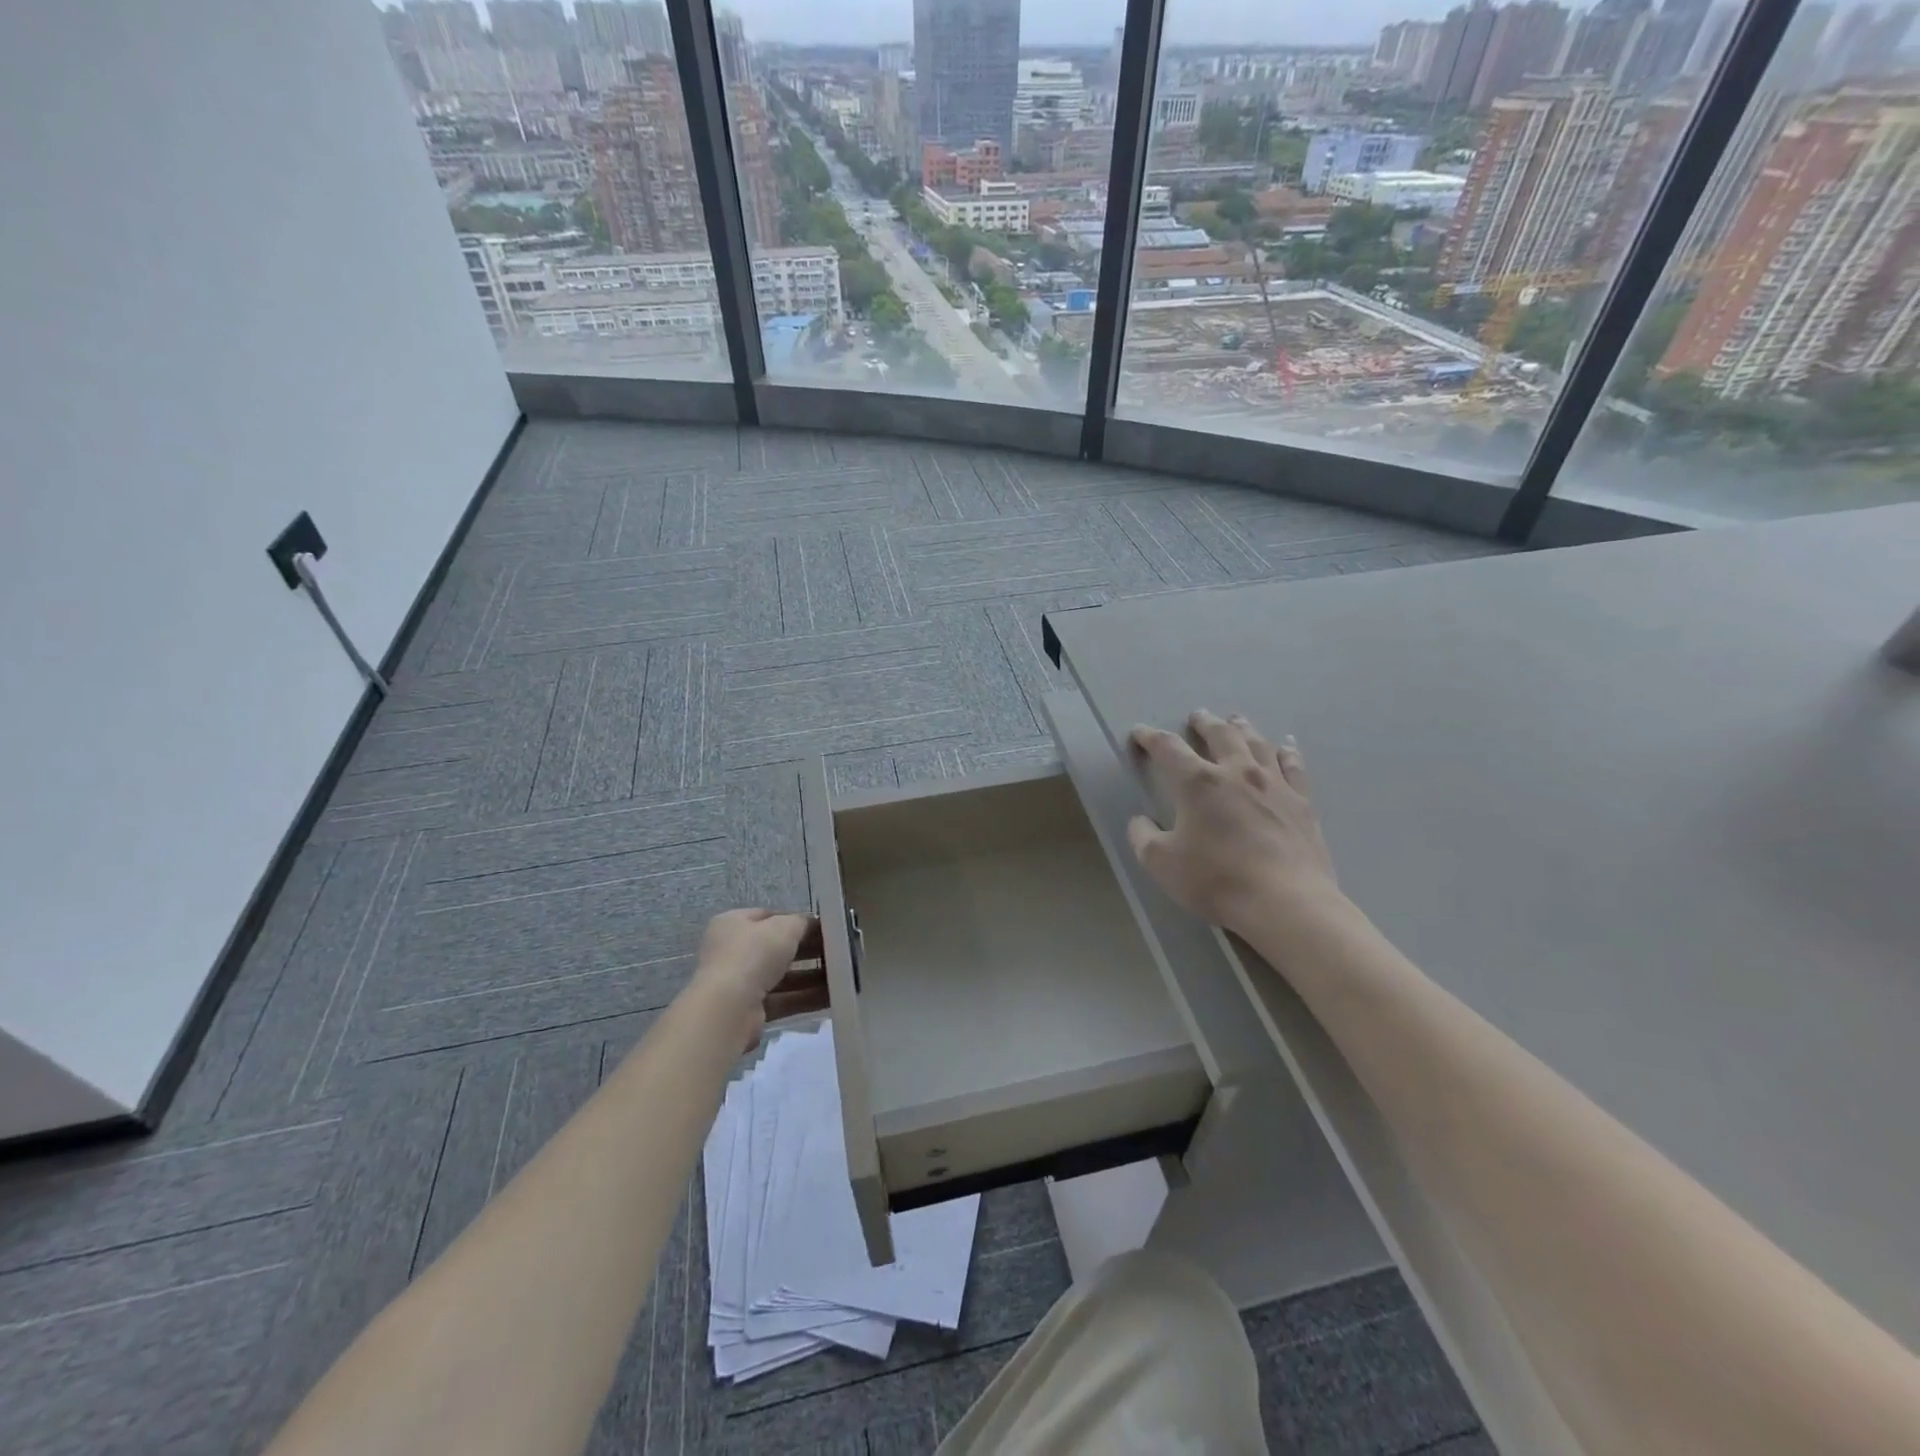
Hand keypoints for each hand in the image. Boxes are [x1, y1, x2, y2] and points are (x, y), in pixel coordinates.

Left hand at [692, 908, 826, 1051]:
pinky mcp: (750, 1011)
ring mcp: (740, 983)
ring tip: (842, 976)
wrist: (729, 1008)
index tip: (824, 928)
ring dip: (811, 977)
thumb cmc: (753, 955)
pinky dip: (806, 998)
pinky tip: (833, 997)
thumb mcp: (784, 927)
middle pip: (778, 948)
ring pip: (783, 977)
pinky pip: (784, 1000)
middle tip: (838, 952)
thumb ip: (802, 923)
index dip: (797, 921)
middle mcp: (733, 952)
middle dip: (808, 951)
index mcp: (733, 924)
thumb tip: (813, 924)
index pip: (769, 917)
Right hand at [1127, 710, 1342, 937]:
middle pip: (1219, 734)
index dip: (1149, 737)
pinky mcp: (1302, 801)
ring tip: (1236, 720)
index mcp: (1198, 783)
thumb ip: (1143, 837)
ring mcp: (1274, 784)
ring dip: (1242, 728)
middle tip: (1197, 716)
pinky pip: (1294, 766)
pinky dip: (1287, 752)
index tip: (1139, 733)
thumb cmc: (1217, 881)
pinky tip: (1286, 746)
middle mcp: (1236, 772)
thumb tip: (1140, 821)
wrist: (1286, 902)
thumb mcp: (1161, 864)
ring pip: (1257, 743)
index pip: (1168, 748)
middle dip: (1203, 723)